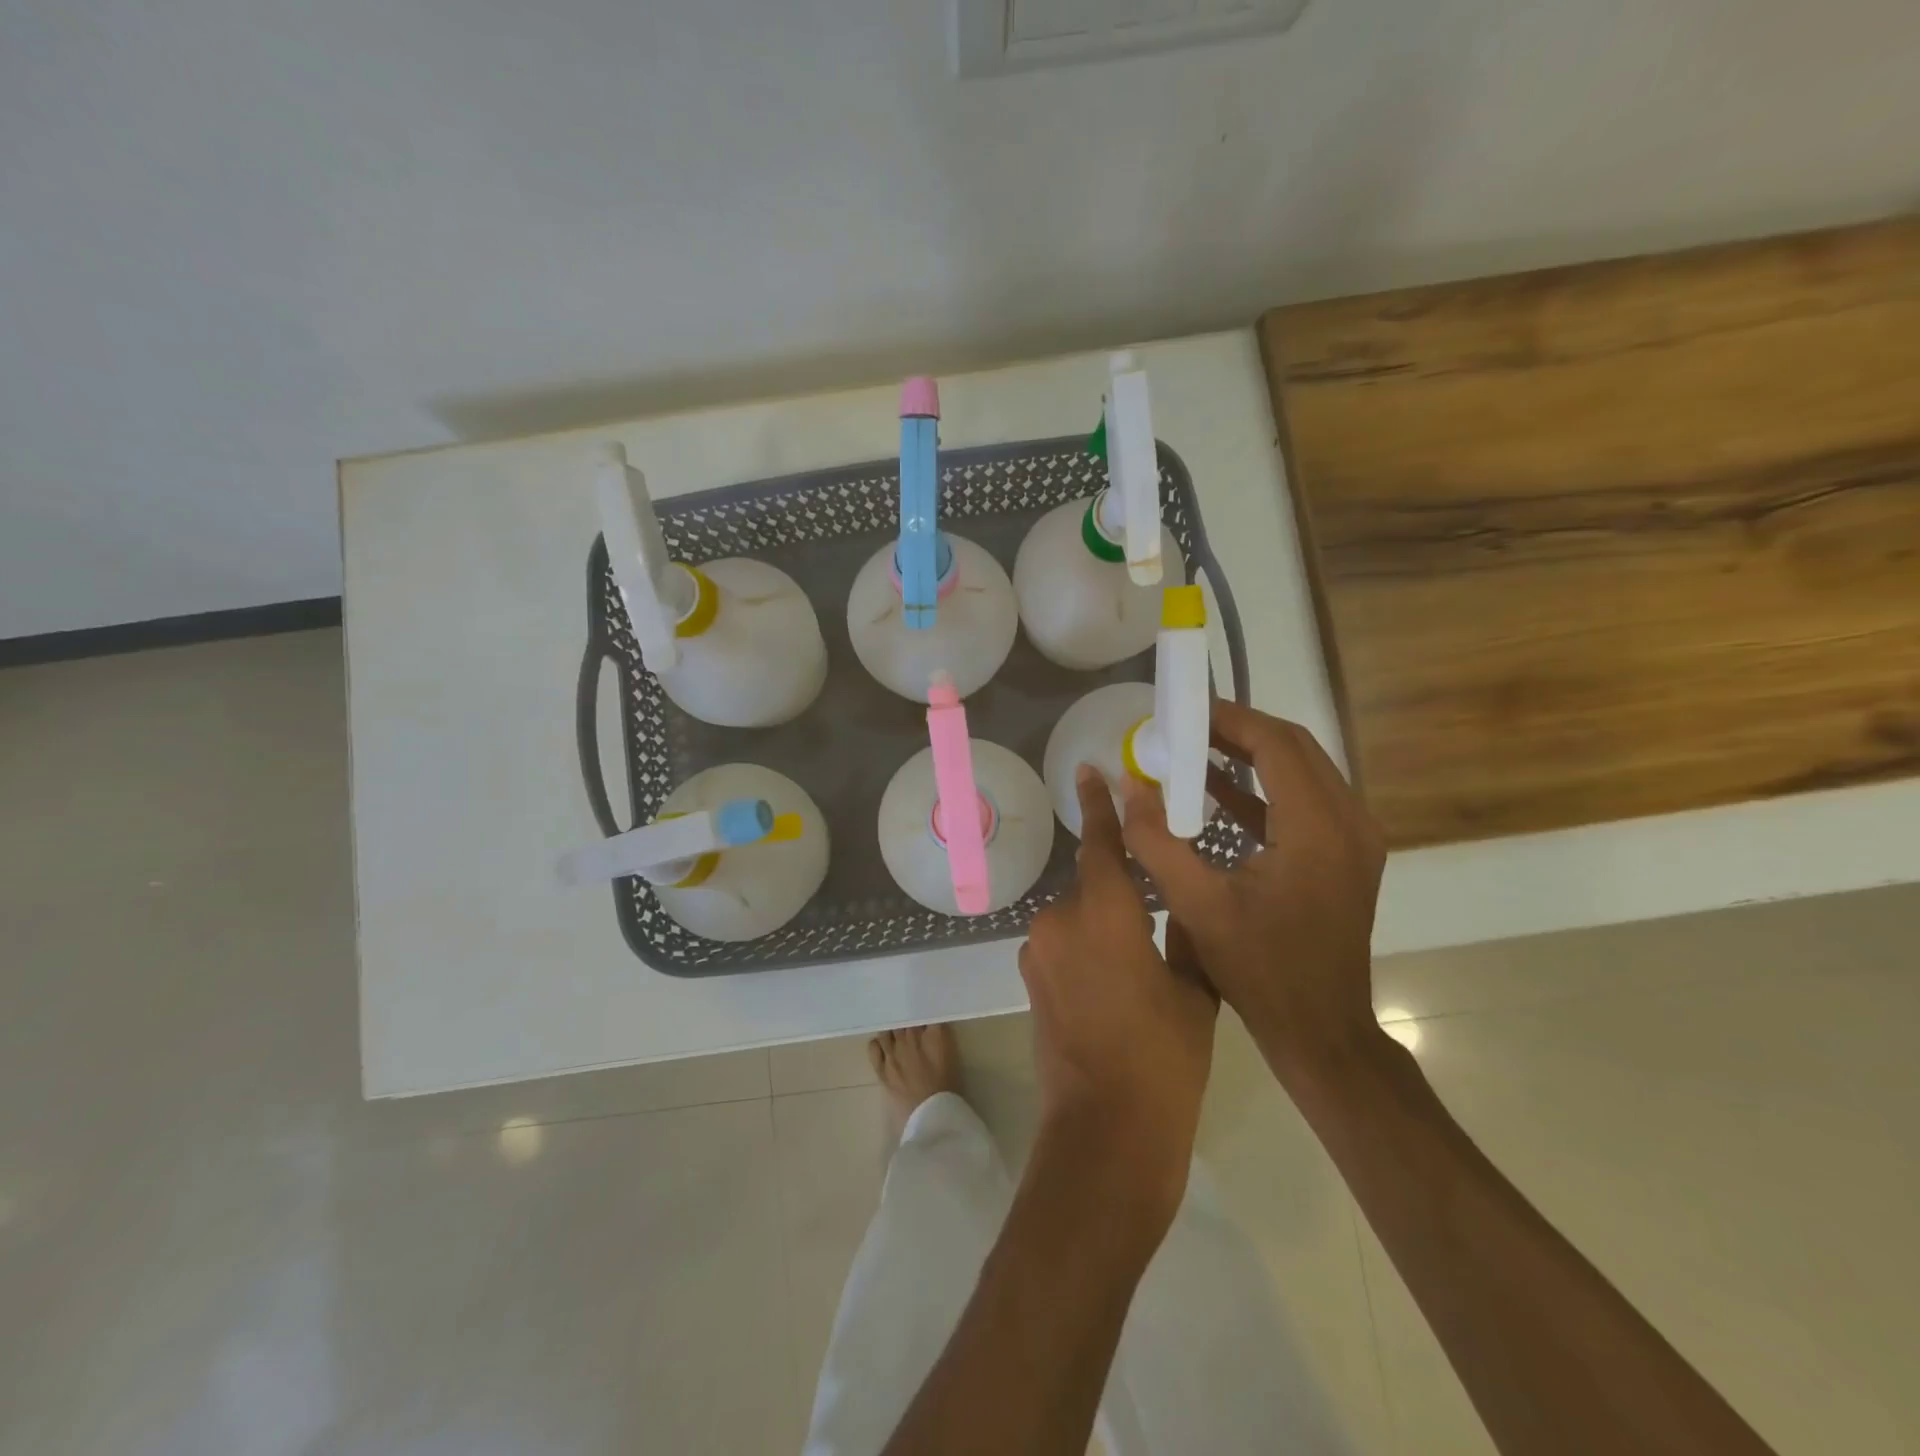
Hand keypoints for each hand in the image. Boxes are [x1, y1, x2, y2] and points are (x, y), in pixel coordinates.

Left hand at [1018, 766, 1217, 1230]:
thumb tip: (1179, 906)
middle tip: (1155, 925)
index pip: (1101, 843)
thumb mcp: (1194, 991)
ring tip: (1136, 969)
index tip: (1088, 770)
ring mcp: (1038, 952)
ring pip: (1078, 918)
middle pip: (1092, 885)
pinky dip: (1086, 951)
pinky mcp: (1030, 980)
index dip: (1099, 805)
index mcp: (1105, 913)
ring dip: (1103, 927)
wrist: (1105, 1132)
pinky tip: (1111, 988)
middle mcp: (1060, 920)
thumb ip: (1184, 934)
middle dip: (1120, 895)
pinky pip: (1064, 946)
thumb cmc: (1164, 1060)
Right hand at [1118, 701, 1386, 1094]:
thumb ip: (1156, 840)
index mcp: (1317, 829)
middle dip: (1239, 730)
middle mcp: (1348, 822)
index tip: (1184, 710)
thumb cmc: (1260, 970)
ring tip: (1195, 749)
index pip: (1276, 745)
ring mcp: (1354, 839)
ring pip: (1303, 770)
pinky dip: (1263, 788)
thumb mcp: (1197, 905)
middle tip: (1185, 726)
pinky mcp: (1346, 855)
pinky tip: (1217, 791)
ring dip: (1252, 755)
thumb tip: (1127, 783)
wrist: (1321, 1030)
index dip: (1229, 720)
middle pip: (1295, 748)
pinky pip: (1305, 800)